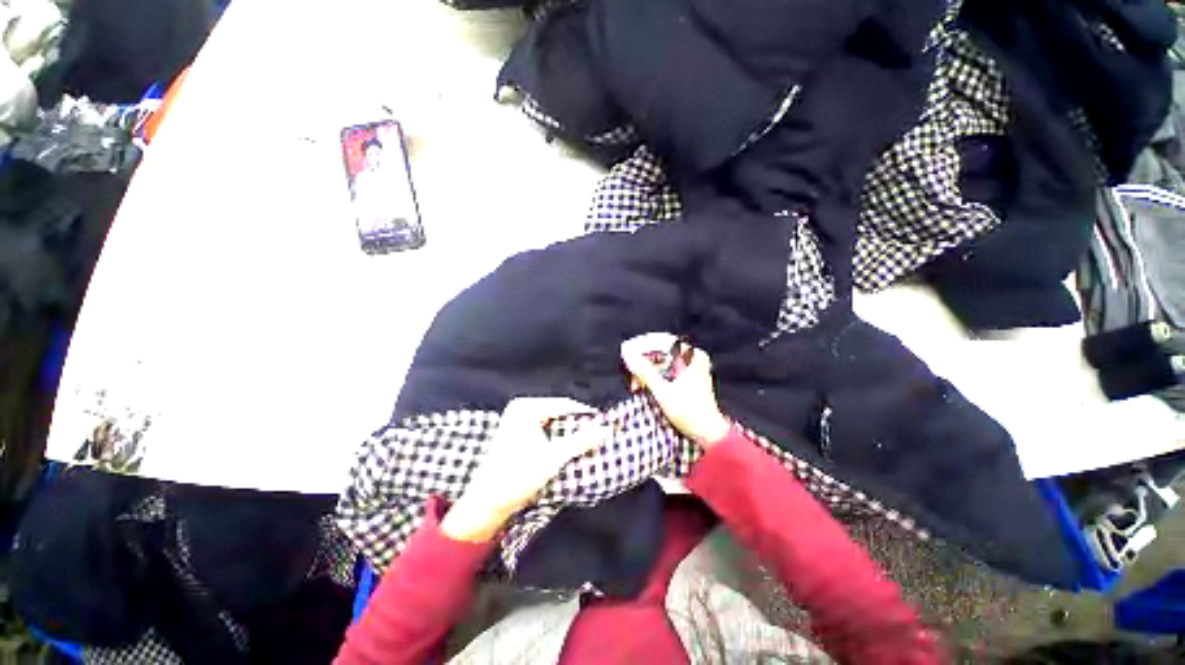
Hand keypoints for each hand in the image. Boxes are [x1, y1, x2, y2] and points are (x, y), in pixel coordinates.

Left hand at [441, 397, 610, 542]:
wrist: (485, 504)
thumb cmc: (517, 476)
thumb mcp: (554, 457)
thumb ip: (581, 441)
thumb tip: (607, 429)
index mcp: (526, 407)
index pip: (565, 405)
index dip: (586, 415)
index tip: (606, 424)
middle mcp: (521, 408)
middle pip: (559, 413)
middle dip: (578, 425)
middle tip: (599, 434)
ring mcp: (518, 421)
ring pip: (553, 423)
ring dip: (569, 433)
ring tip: (589, 441)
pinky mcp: (518, 434)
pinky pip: (545, 430)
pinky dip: (558, 439)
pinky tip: (571, 447)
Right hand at [621, 333, 730, 446]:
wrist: (709, 433)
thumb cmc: (689, 413)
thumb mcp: (662, 392)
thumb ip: (643, 371)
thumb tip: (626, 352)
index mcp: (692, 356)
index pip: (661, 340)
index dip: (641, 344)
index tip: (625, 350)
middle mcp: (693, 356)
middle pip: (661, 349)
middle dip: (642, 359)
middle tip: (628, 370)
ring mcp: (691, 366)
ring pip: (661, 359)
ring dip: (646, 369)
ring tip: (634, 384)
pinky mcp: (687, 376)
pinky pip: (665, 368)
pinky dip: (653, 375)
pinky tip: (643, 386)